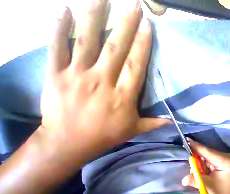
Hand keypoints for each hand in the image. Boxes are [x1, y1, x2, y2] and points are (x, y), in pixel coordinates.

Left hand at [40, 0, 167, 162]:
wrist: (68, 143)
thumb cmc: (105, 135)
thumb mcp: (134, 130)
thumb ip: (154, 123)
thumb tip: (173, 122)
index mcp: (123, 96)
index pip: (135, 65)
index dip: (142, 45)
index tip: (147, 26)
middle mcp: (102, 81)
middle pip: (116, 47)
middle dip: (126, 24)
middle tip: (134, 4)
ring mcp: (77, 76)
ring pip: (86, 42)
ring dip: (95, 17)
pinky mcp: (55, 75)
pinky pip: (56, 48)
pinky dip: (58, 28)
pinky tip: (62, 10)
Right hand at [181, 139, 229, 193]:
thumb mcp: (211, 188)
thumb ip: (197, 181)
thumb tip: (183, 180)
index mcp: (224, 161)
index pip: (207, 151)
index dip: (196, 146)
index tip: (186, 140)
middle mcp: (225, 156)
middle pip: (206, 152)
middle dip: (196, 156)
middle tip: (189, 163)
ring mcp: (224, 157)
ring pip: (207, 156)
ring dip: (200, 162)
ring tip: (197, 171)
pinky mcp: (223, 160)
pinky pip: (210, 159)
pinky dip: (204, 164)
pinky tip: (203, 171)